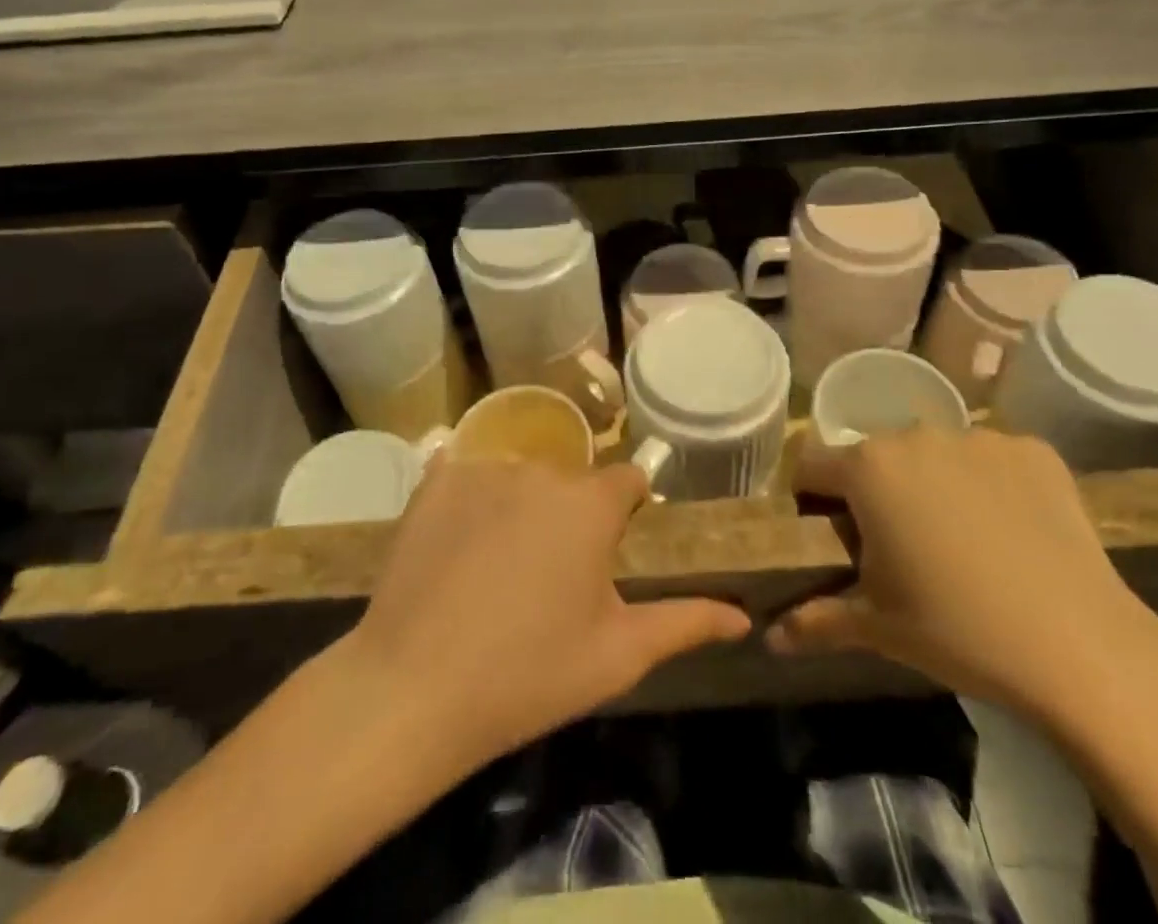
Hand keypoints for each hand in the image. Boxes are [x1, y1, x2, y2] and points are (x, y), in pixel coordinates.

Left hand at [345, 456, 750, 769]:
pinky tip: (458, 543)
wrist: (414, 689)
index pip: (629, 482)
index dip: (628, 513)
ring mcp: (484, 469)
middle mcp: (542, 469)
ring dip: (522, 508)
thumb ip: (686, 623)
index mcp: (591, 503)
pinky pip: (468, 474)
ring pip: (521, 478)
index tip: (614, 549)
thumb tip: (743, 616)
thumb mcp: (619, 654)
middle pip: (572, 482)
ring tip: (499, 568)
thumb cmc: (530, 674)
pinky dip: (471, 498)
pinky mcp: (435, 480)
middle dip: (572, 517)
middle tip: (552, 576)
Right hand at [769, 428, 1157, 731]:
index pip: (812, 465)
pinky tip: (1012, 533)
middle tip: (902, 549)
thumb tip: (770, 637)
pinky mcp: (1033, 450)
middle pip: (875, 457)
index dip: (813, 500)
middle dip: (876, 493)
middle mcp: (916, 435)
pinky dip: (991, 486)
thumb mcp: (877, 629)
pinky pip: (992, 460)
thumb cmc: (957, 630)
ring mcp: (979, 437)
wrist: (1082, 648)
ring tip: (963, 543)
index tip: (834, 538)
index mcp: (868, 468)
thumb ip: (814, 623)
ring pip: (934, 455)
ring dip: (933, 485)